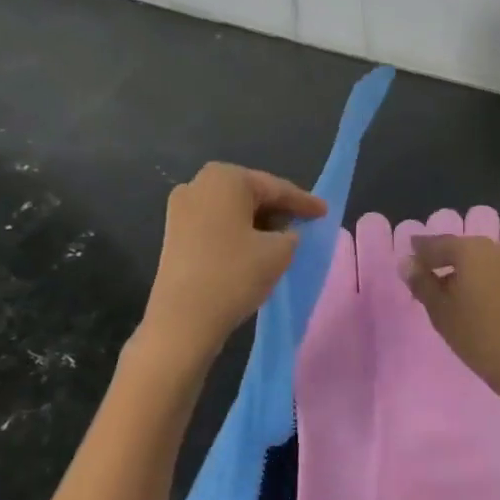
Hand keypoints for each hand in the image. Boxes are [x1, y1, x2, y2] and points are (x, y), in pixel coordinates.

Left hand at [142, 163, 325, 356]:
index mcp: (225, 178)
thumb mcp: (279, 252)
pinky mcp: (174, 234)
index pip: (275, 188)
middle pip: (251, 194)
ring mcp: (181, 209)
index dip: (304, 202)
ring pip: (232, 210)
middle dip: (278, 209)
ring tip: (282, 239)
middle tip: (304, 223)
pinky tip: (254, 248)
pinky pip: (216, 224)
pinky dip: (237, 233)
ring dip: (257, 222)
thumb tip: (285, 234)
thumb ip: (291, 234)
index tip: (324, 211)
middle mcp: (198, 184)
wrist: (182, 320)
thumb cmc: (234, 275)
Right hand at [401, 233, 499, 408]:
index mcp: (471, 250)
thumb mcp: (440, 311)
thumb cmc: (478, 337)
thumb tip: (406, 262)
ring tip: (450, 290)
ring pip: (483, 261)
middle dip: (444, 260)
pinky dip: (485, 280)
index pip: (438, 243)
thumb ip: (422, 283)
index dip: (420, 250)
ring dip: (466, 271)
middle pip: (463, 249)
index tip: (408, 255)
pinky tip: (478, 300)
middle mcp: (497, 249)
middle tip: (426, 274)